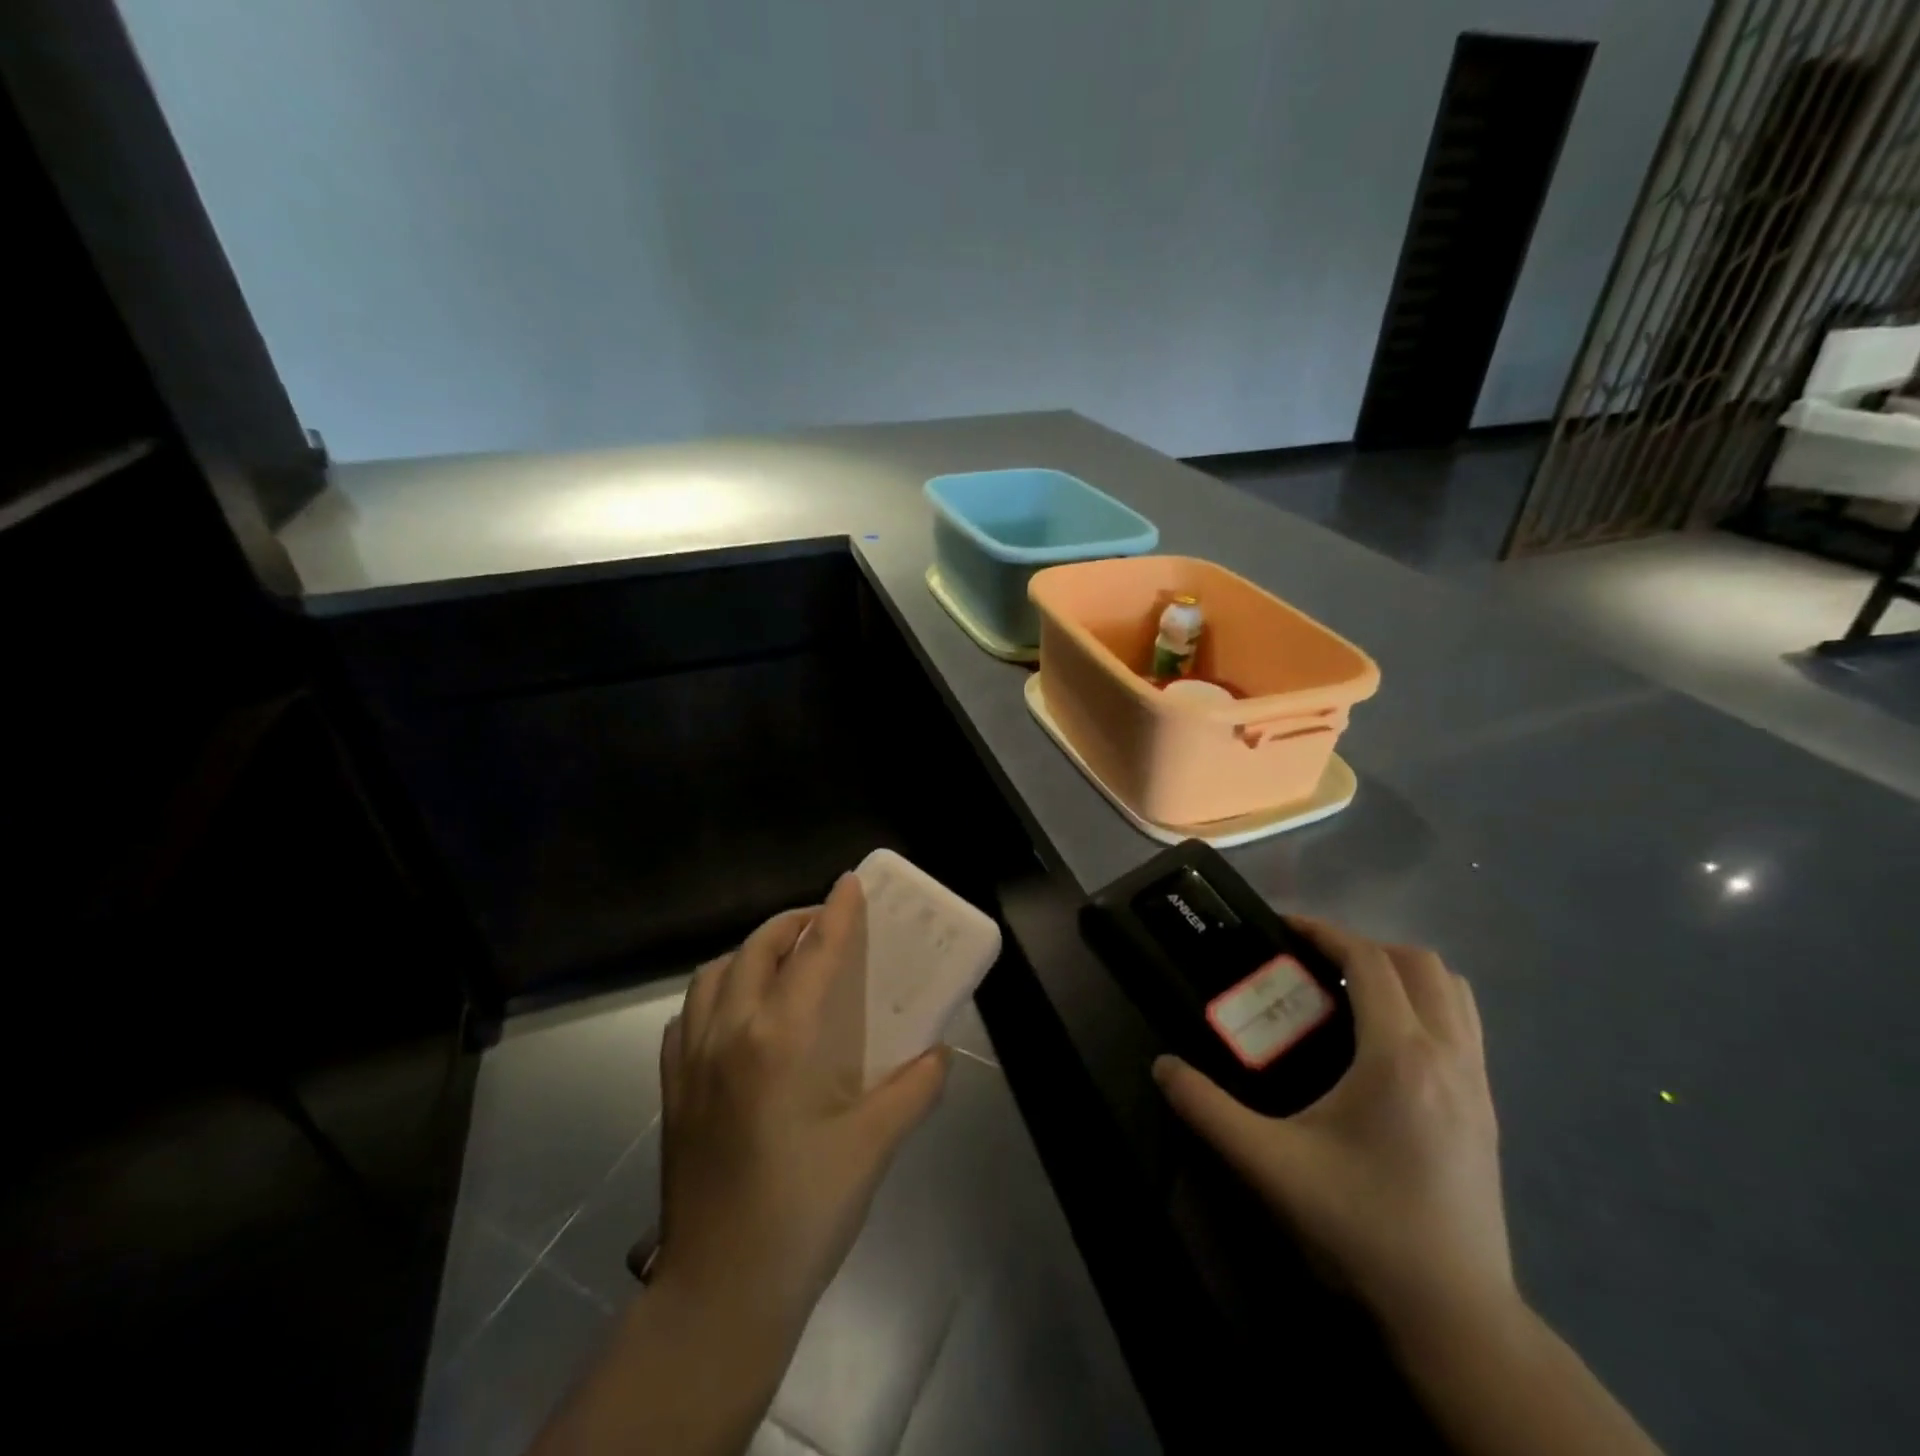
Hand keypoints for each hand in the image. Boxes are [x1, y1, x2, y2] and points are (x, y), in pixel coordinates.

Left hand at [651, 873, 949, 1339]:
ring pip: (715, 974)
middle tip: (824, 925)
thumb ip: (913, 1090)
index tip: (851, 883)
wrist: (719, 1291)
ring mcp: (690, 1060)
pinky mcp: (671, 1089)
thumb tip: (940, 1053)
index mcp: (779, 1040)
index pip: (813, 955)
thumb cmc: (802, 1213)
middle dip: (791, 923)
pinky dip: (716, 994)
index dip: (836, 913)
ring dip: (750, 953)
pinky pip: (688, 1015)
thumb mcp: (872, 1148)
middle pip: (756, 949)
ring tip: (782, 964)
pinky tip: (737, 1016)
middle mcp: (729, 1034)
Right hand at [1153, 918, 1512, 1336]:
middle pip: (1418, 963)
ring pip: (1453, 991)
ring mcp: (1479, 1084)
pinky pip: (1465, 1025)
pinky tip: (1386, 1043)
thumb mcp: (1269, 1166)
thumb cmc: (1360, 1228)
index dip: (1325, 932)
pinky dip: (1427, 1005)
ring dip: (1402, 973)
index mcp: (1400, 1058)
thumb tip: (1162, 1067)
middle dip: (1363, 947)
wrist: (1454, 1317)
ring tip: (1351, 994)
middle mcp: (1450, 1057)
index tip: (1283, 928)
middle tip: (1312, 965)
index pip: (1369, 961)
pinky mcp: (1489, 1111)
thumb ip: (1207, 1110)